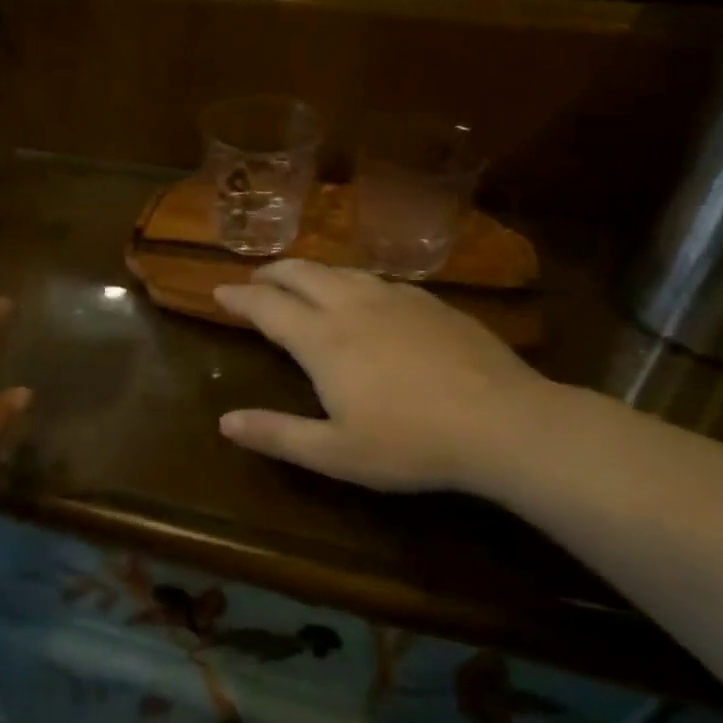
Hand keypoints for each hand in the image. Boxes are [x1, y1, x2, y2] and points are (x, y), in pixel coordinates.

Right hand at [213, 260, 552, 493]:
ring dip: (309, 271)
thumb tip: (224, 422)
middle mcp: (352, 306)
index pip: (267, 306)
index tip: (219, 292)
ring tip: (299, 281)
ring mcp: (394, 298)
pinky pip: (376, 278)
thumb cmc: (411, 443)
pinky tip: (361, 294)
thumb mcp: (335, 453)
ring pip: (339, 270)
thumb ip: (277, 435)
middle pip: (300, 273)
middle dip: (270, 273)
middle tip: (254, 280)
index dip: (239, 297)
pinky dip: (350, 279)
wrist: (504, 422)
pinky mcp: (430, 302)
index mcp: (323, 339)